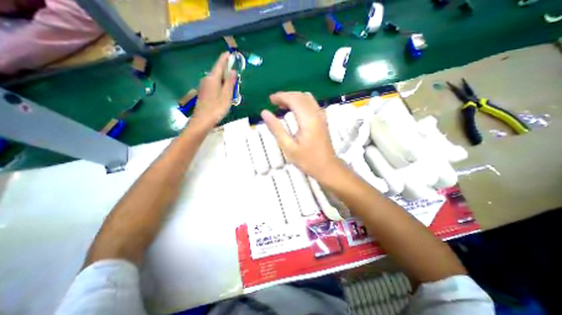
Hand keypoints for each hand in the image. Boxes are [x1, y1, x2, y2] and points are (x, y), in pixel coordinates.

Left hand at [190, 52, 235, 130]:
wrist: (202, 120)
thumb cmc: (216, 108)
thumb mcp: (227, 96)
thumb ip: (230, 82)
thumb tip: (233, 70)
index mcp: (213, 78)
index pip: (219, 64)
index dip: (224, 58)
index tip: (229, 53)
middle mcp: (206, 79)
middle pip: (217, 71)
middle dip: (225, 69)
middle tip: (234, 71)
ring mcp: (204, 86)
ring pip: (215, 79)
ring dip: (223, 78)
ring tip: (231, 82)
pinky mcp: (203, 92)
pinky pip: (213, 84)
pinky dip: (220, 84)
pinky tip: (224, 91)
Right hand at [260, 93, 342, 180]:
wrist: (327, 167)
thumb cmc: (307, 160)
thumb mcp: (288, 147)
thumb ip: (276, 128)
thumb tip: (264, 113)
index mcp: (308, 119)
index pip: (294, 99)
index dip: (281, 96)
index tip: (270, 99)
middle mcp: (316, 114)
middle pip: (301, 96)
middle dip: (286, 96)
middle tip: (274, 102)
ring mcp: (322, 116)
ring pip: (307, 98)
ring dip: (294, 98)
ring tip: (282, 105)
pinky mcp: (323, 120)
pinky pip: (312, 104)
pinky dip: (301, 102)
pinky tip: (295, 110)